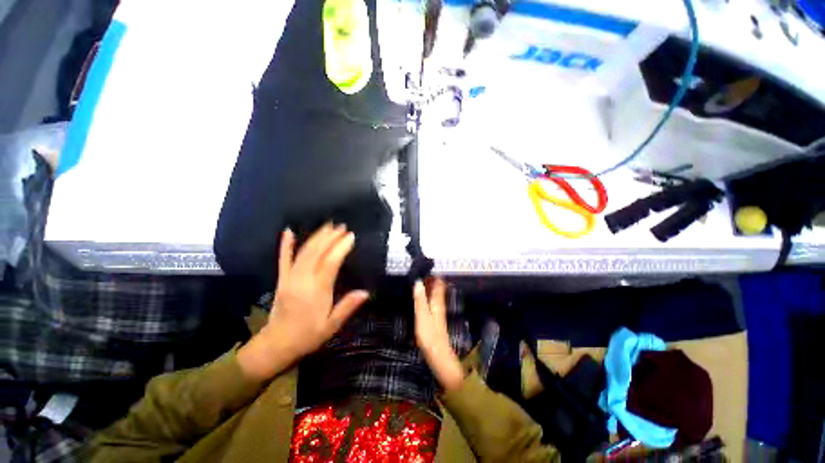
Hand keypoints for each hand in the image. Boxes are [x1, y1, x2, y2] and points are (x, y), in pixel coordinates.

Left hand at [238, 224, 369, 380]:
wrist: (276, 344)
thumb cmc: (308, 336)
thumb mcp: (331, 326)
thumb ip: (347, 307)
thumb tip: (366, 292)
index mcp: (316, 291)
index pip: (330, 263)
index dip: (341, 248)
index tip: (351, 237)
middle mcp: (302, 281)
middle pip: (316, 253)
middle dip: (330, 237)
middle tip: (342, 227)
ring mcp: (289, 278)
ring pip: (303, 252)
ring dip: (316, 237)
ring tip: (328, 226)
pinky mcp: (281, 279)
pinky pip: (283, 259)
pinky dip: (286, 245)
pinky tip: (289, 232)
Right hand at [413, 278, 463, 391]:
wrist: (438, 355)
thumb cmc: (430, 335)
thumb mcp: (422, 315)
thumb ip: (420, 298)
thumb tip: (418, 281)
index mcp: (437, 301)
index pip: (438, 282)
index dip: (433, 273)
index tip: (423, 266)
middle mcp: (439, 303)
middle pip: (436, 287)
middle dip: (429, 278)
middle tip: (416, 271)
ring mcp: (437, 310)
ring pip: (433, 293)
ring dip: (427, 286)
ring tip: (415, 280)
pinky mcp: (434, 317)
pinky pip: (431, 301)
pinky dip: (425, 295)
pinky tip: (418, 296)